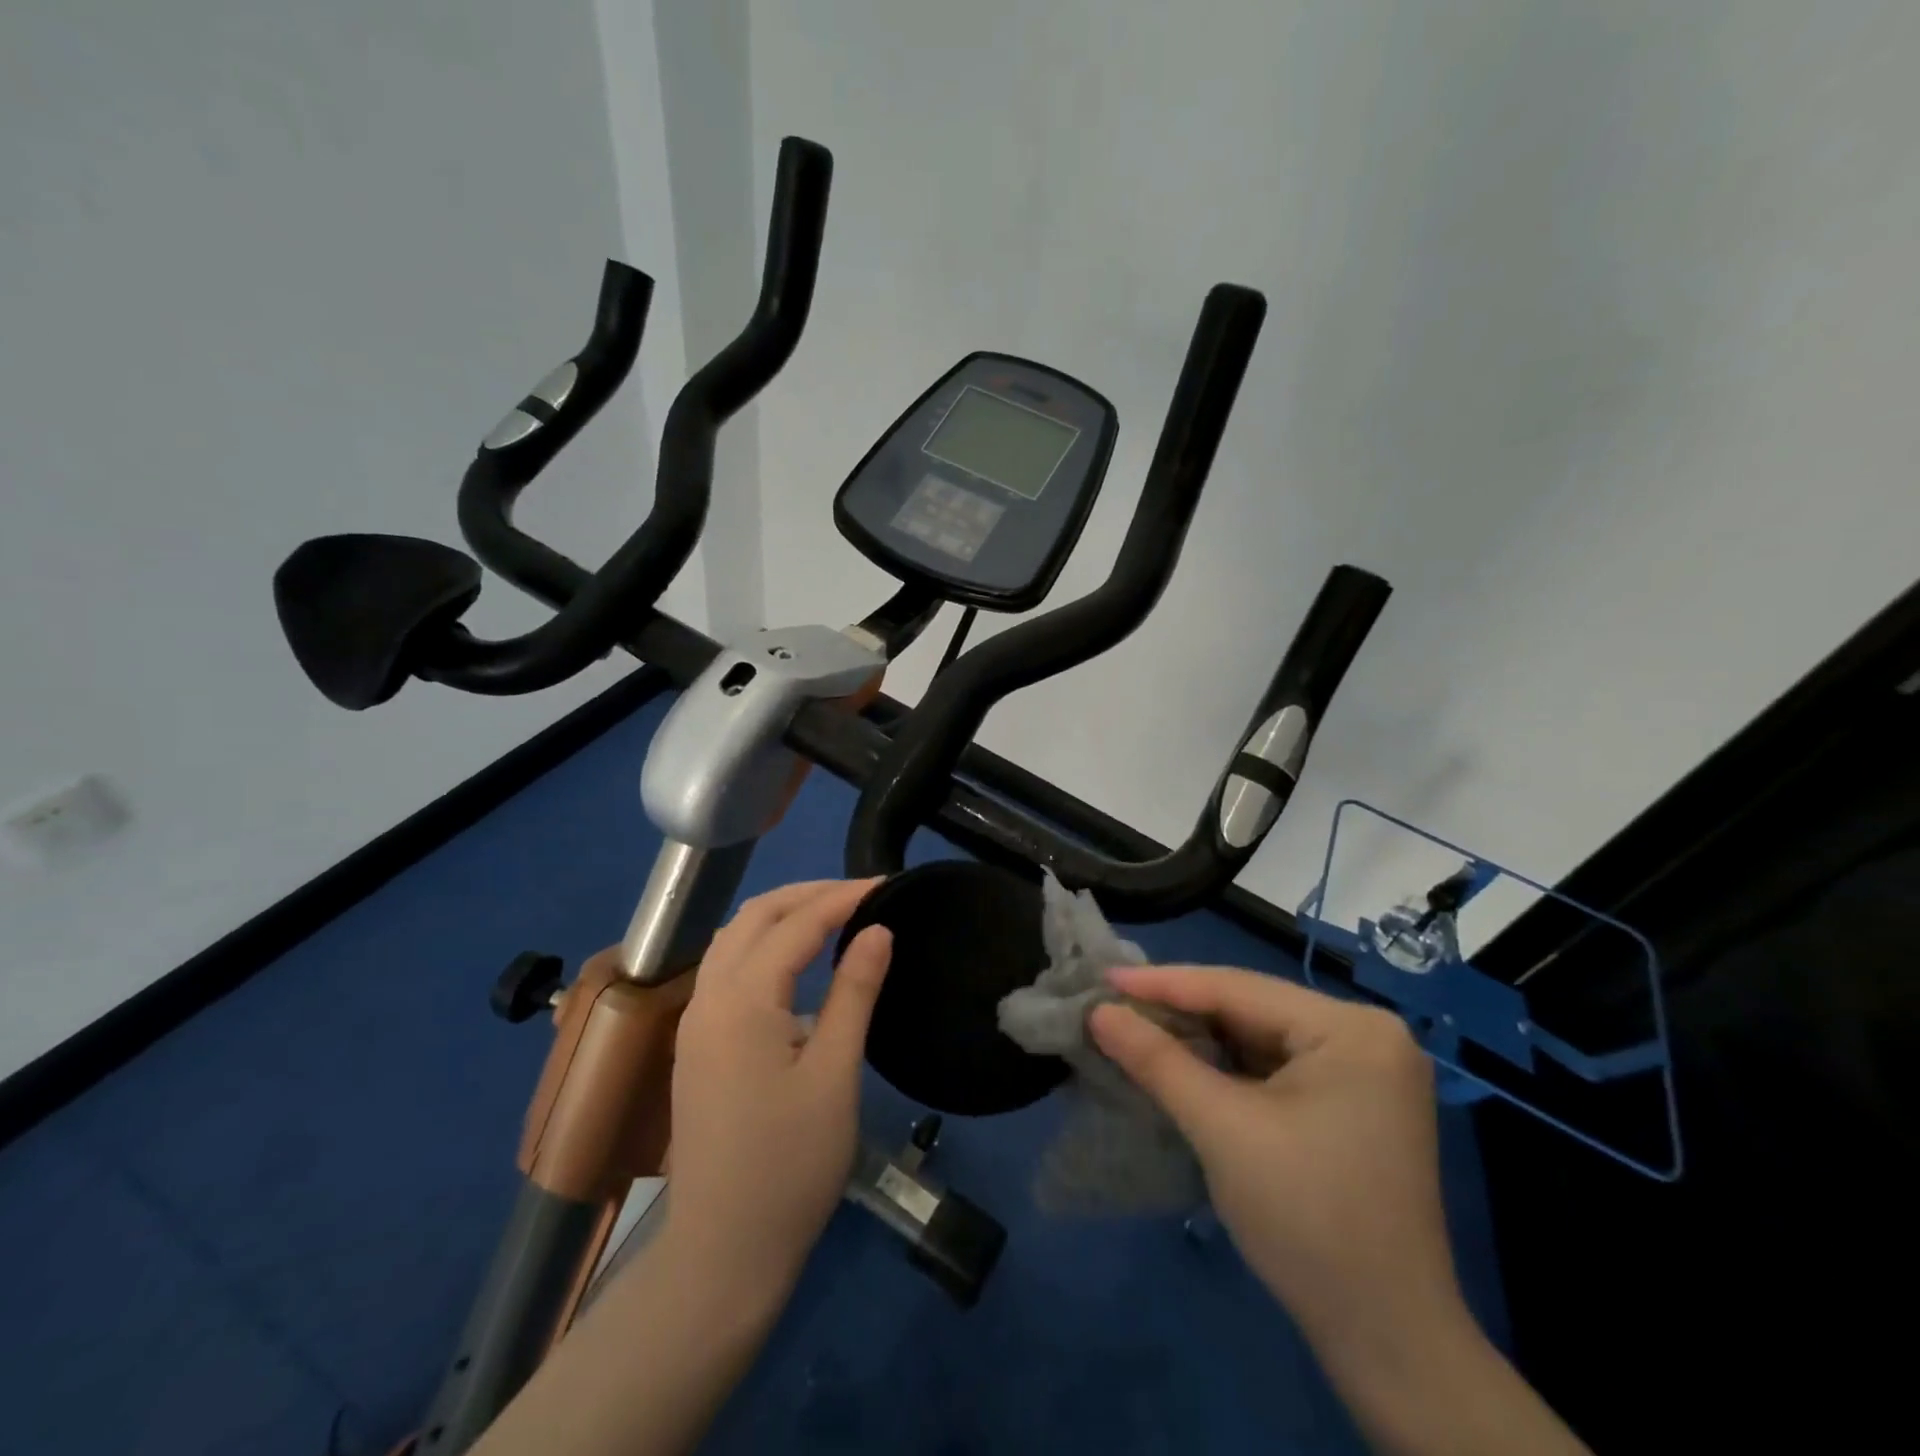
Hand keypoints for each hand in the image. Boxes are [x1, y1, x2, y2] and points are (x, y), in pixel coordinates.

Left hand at [664, 878, 891, 1292]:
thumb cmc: (790, 1166)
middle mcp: (708, 997)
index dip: (843, 897)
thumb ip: (855, 992)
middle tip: (863, 893)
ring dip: (783, 913)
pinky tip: (796, 958)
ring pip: (736, 938)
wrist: (723, 1253)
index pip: (796, 924)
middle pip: (756, 917)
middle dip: (809, 894)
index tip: (887, 884)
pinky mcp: (697, 1044)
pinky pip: (728, 966)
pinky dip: (764, 942)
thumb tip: (877, 929)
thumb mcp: (835, 1075)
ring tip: (834, 913)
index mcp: (742, 1001)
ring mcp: (695, 1021)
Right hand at [1089, 967, 1458, 1350]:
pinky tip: (1183, 1059)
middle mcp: (1367, 1034)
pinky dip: (1226, 1063)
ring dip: (1200, 1035)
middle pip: (1251, 1008)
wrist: (1386, 1339)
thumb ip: (1157, 1060)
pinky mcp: (1353, 1100)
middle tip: (1114, 1001)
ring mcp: (1364, 1069)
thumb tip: (1098, 1011)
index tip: (1104, 976)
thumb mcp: (1221, 1129)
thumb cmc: (1306, 1219)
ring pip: (1259, 1035)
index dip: (1164, 982)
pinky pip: (1274, 1063)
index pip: (1239, 988)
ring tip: (1136, 1024)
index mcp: (1352, 1028)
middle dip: (1181, 1009)